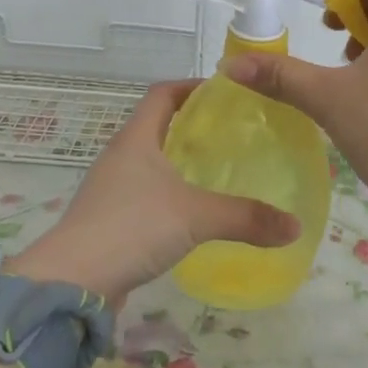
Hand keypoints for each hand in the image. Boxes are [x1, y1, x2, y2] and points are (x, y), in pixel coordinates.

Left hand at [9, 80, 299, 307]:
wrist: (72, 281)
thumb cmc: (131, 228)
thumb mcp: (195, 217)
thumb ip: (246, 218)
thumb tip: (295, 226)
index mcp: (136, 139)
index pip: (162, 94)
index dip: (192, 87)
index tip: (225, 92)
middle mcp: (120, 155)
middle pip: (157, 124)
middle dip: (192, 124)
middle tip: (232, 132)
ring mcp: (111, 187)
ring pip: (150, 159)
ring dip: (179, 158)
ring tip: (217, 168)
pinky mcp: (109, 217)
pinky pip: (144, 191)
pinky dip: (169, 190)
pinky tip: (192, 210)